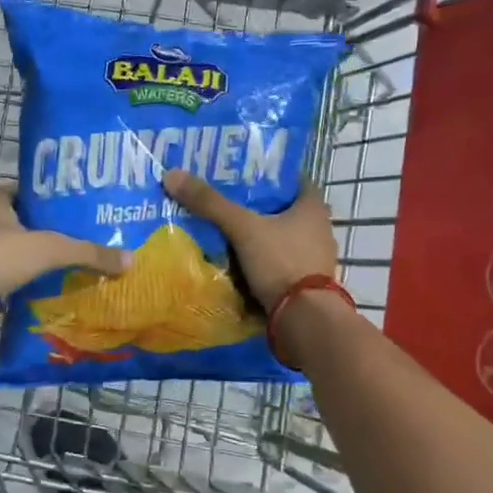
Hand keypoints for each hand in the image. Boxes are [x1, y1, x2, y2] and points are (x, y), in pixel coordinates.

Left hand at [0, 183, 128, 324]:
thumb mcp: (50, 249)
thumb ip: (88, 253)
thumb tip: (130, 260)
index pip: (17, 191)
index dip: (36, 194)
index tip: (61, 202)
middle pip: (13, 227)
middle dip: (37, 234)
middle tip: (71, 243)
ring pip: (5, 260)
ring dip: (26, 267)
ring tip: (61, 274)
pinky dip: (14, 298)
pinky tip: (36, 304)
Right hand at [162, 169, 337, 309]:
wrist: (304, 318)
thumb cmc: (281, 262)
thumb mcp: (243, 229)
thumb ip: (210, 204)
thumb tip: (172, 175)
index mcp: (312, 207)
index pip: (291, 179)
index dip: (266, 174)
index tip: (239, 174)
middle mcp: (319, 229)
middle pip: (283, 210)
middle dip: (256, 207)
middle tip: (224, 201)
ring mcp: (314, 258)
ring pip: (280, 238)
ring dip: (258, 236)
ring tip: (226, 232)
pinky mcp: (306, 283)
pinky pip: (279, 263)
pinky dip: (261, 260)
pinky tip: (238, 262)